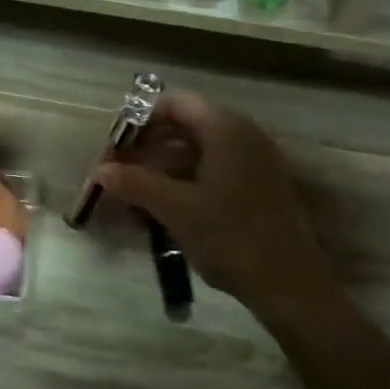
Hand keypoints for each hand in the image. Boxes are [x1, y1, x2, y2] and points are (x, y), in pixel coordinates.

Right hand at [91, 90, 328, 315]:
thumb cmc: (231, 238)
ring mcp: (255, 161)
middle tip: (120, 171)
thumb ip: (136, 184)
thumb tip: (100, 169)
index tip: (116, 148)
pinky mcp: (258, 186)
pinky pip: (214, 168)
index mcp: (226, 129)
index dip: (141, 120)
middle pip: (187, 124)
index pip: (176, 103)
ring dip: (164, 165)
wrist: (289, 286)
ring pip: (199, 149)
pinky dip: (185, 179)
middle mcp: (244, 135)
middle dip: (149, 144)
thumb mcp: (176, 209)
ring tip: (135, 192)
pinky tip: (165, 206)